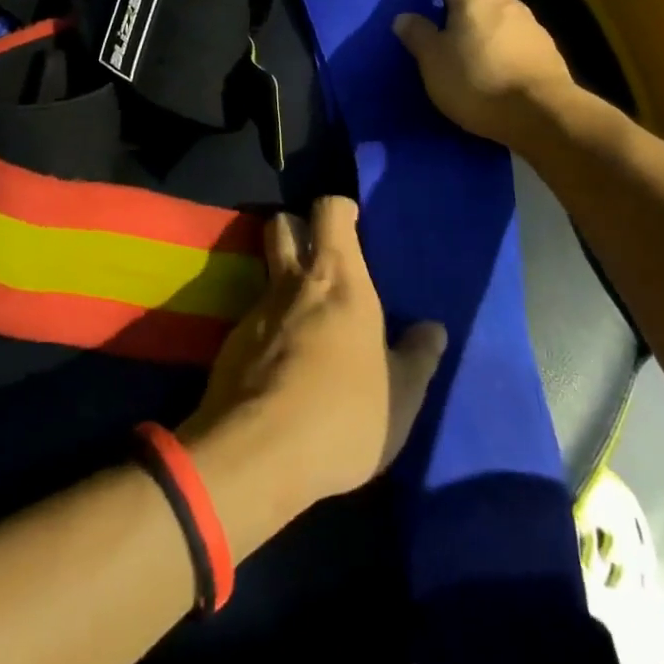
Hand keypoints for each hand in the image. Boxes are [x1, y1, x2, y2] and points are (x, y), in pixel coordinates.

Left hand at [182, 196, 445, 512]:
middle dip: (296, 228)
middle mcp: (293, 282)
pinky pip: (251, 321)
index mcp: (338, 279)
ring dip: (281, 282)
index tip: (352, 224)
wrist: (259, 453)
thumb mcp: (401, 396)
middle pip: (281, 225)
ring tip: (303, 318)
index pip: (329, 211)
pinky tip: (280, 366)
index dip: (339, 210)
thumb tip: (434, 329)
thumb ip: (418, 358)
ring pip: (264, 273)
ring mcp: (256, 311)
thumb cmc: (343, 413)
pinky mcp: (230, 345)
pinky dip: (266, 330)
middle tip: (318, 256)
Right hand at [393, 0, 579, 152]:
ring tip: (461, 27)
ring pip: (496, 5)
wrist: (545, 116)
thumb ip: (418, 36)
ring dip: (478, 10)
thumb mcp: (435, 63)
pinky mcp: (543, 47)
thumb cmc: (480, 82)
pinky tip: (488, 52)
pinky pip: (510, 29)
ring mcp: (528, 22)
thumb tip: (405, 17)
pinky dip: (495, 32)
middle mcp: (504, 0)